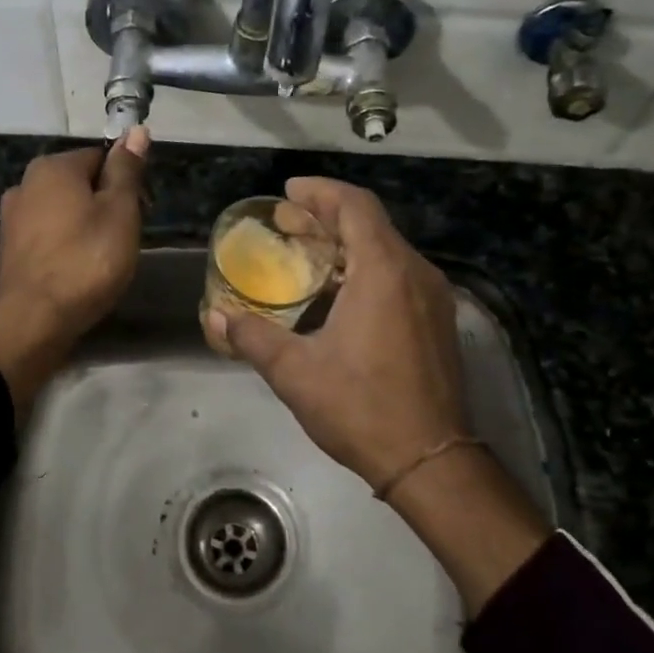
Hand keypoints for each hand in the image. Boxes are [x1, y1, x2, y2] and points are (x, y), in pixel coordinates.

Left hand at [0, 128, 148, 408]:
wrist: (34, 320)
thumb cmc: (87, 261)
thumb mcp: (120, 212)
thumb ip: (127, 170)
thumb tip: (136, 130)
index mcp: (53, 166)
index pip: (102, 157)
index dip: (126, 183)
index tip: (139, 213)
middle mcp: (26, 182)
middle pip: (80, 183)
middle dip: (105, 204)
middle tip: (123, 239)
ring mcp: (13, 216)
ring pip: (63, 209)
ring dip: (85, 225)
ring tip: (102, 258)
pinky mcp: (10, 247)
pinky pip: (48, 234)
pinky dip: (65, 244)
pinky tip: (77, 268)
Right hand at [211, 177, 550, 610]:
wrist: (430, 460)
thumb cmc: (361, 408)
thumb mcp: (295, 372)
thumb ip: (252, 337)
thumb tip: (214, 317)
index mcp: (384, 271)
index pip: (355, 206)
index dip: (320, 192)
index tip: (288, 192)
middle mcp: (416, 273)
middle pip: (371, 224)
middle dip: (328, 217)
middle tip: (288, 224)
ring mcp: (434, 298)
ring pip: (388, 250)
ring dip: (348, 243)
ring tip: (308, 255)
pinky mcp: (439, 322)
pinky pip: (400, 275)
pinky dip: (367, 268)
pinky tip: (340, 294)